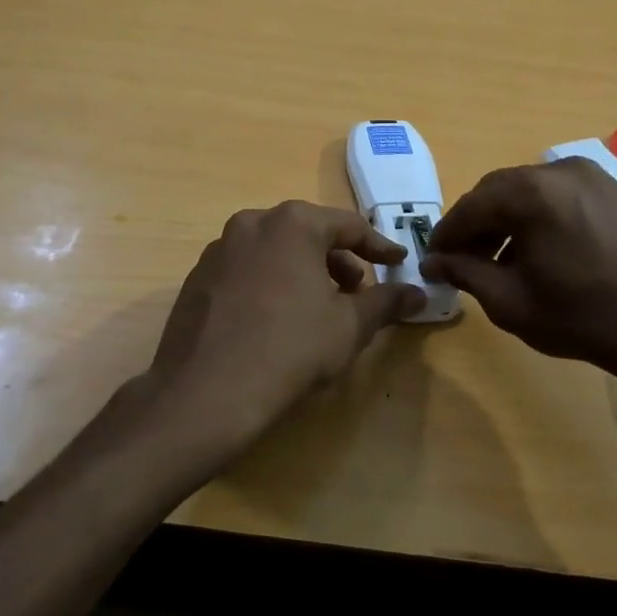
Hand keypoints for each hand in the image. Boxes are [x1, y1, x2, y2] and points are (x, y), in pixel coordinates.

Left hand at [127, 201, 424, 484]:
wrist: (205, 392)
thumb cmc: (290, 349)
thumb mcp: (349, 326)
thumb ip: (386, 302)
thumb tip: (418, 293)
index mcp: (293, 223)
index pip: (348, 226)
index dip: (378, 247)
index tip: (398, 263)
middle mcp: (252, 222)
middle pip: (307, 234)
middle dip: (337, 260)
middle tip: (356, 291)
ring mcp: (219, 249)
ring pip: (274, 251)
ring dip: (303, 271)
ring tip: (318, 308)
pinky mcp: (197, 277)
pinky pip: (246, 270)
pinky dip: (269, 283)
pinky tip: (275, 320)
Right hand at [421, 160, 616, 399]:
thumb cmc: (583, 318)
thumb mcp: (510, 301)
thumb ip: (465, 273)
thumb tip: (433, 262)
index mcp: (531, 192)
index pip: (471, 206)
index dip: (447, 234)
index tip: (431, 258)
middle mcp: (559, 171)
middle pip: (498, 192)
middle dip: (475, 225)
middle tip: (461, 260)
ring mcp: (591, 177)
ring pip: (527, 193)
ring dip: (505, 221)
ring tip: (497, 261)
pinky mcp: (611, 190)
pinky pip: (557, 196)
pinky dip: (536, 217)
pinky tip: (535, 252)